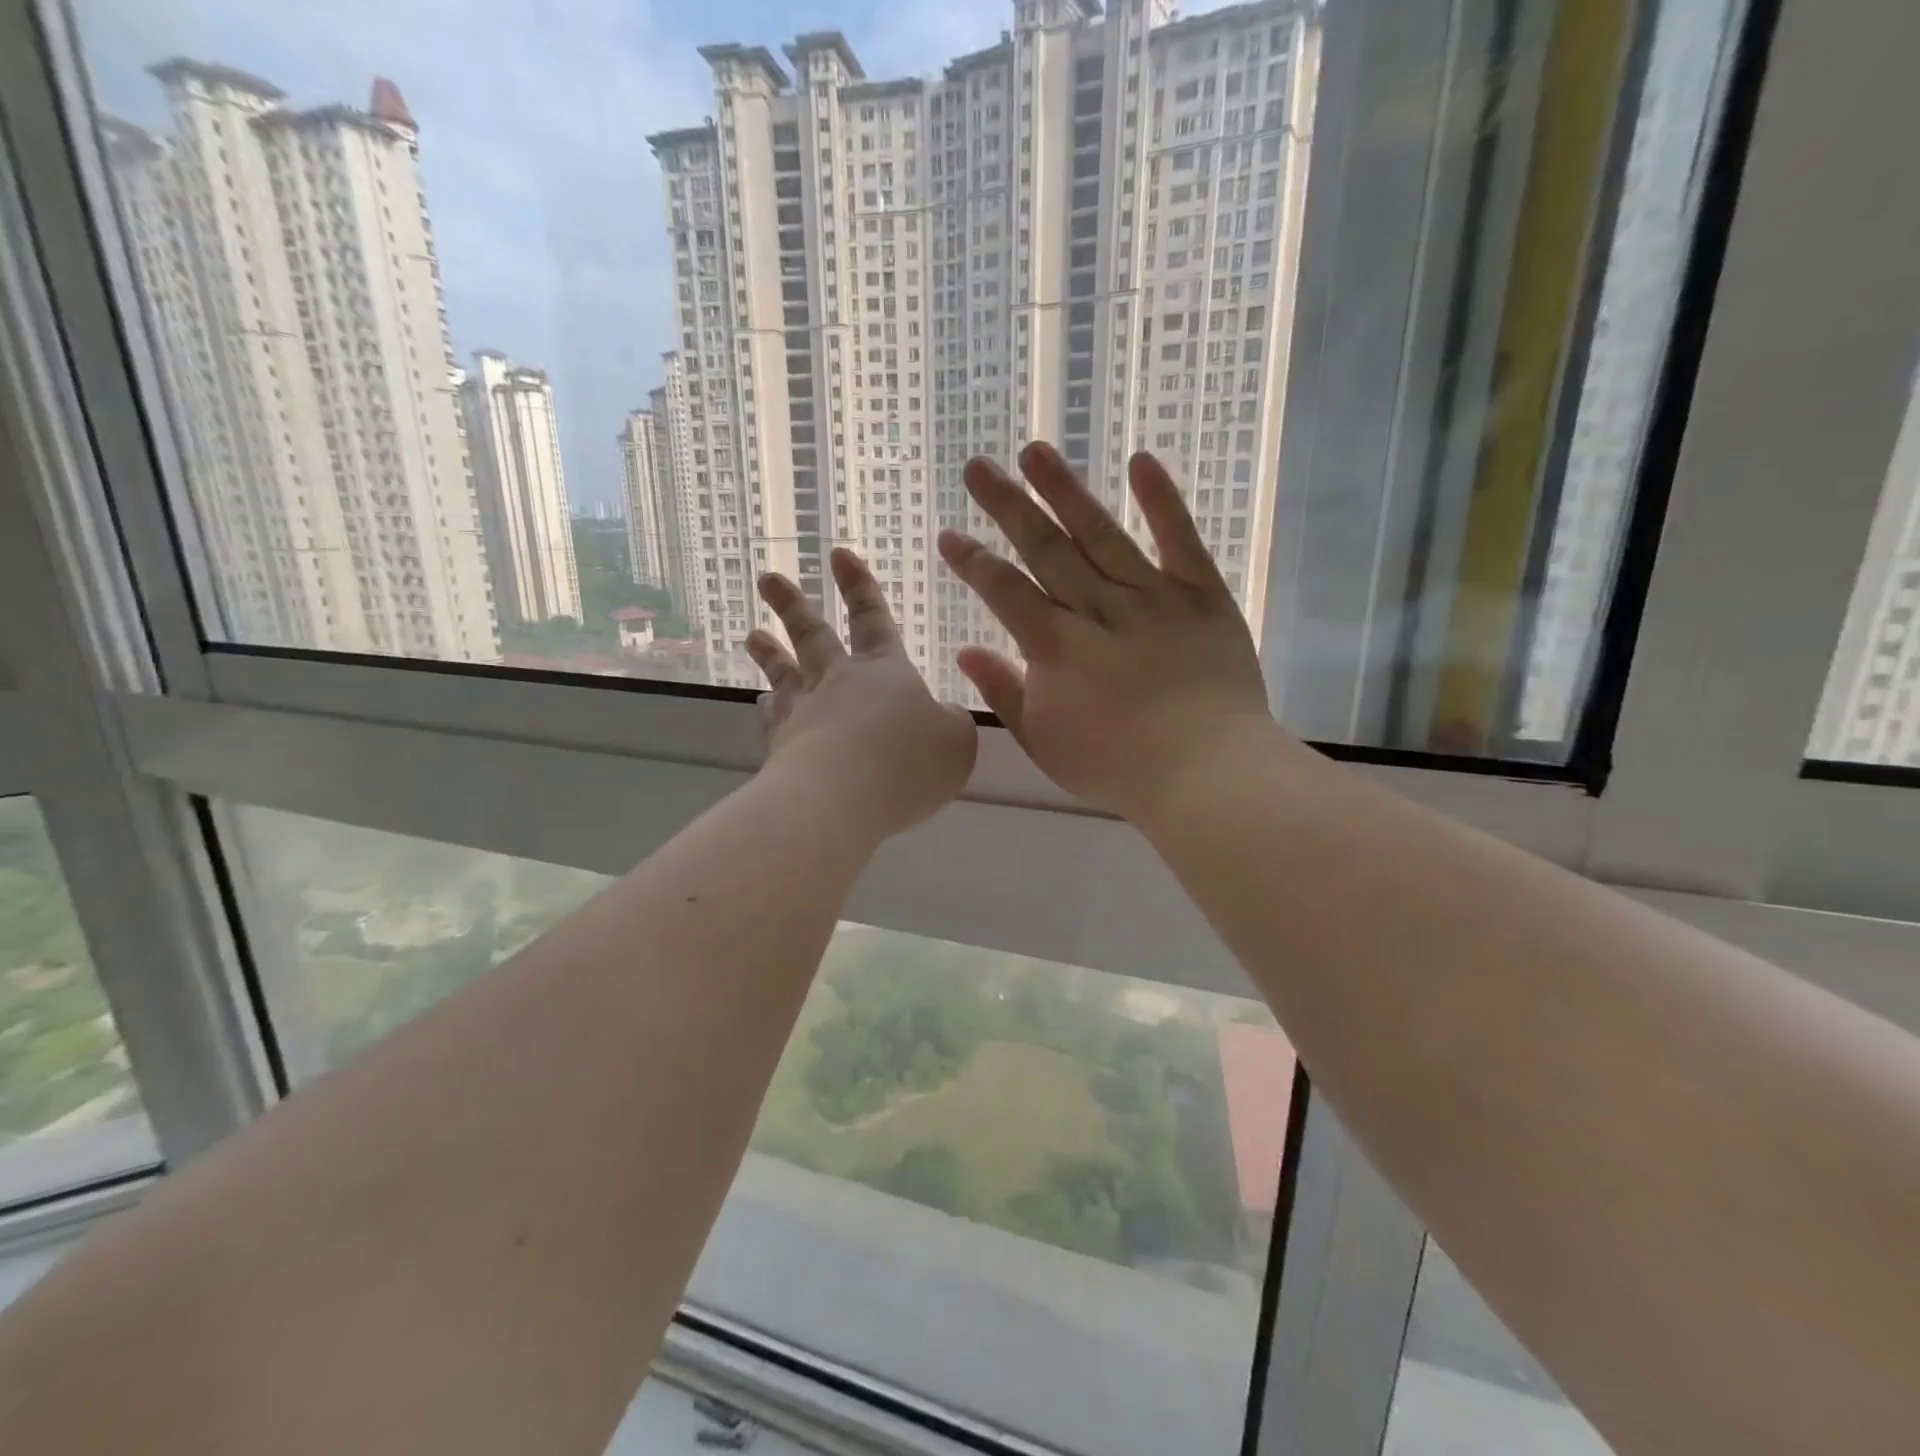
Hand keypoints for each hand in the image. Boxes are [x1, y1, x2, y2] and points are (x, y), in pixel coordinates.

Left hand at [748, 547, 976, 839]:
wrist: (843, 797)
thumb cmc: (909, 761)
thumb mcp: (957, 741)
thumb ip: (951, 724)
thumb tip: (942, 718)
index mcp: (884, 671)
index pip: (872, 618)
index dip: (860, 587)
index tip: (839, 554)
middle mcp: (838, 681)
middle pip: (812, 634)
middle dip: (792, 604)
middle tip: (768, 578)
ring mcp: (804, 711)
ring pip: (783, 671)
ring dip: (768, 650)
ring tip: (751, 634)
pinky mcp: (781, 746)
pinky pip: (772, 718)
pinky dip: (766, 708)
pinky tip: (759, 703)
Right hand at [938, 444, 1287, 823]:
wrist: (1206, 774)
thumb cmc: (1118, 767)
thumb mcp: (1044, 741)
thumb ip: (1004, 692)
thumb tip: (966, 652)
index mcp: (1055, 647)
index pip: (1004, 590)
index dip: (974, 561)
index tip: (950, 535)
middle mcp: (1097, 609)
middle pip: (1044, 549)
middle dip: (1007, 506)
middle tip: (978, 466)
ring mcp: (1152, 597)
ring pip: (1100, 533)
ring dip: (1065, 490)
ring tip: (1036, 450)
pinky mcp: (1202, 596)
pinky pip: (1179, 540)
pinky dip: (1162, 500)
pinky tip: (1141, 460)